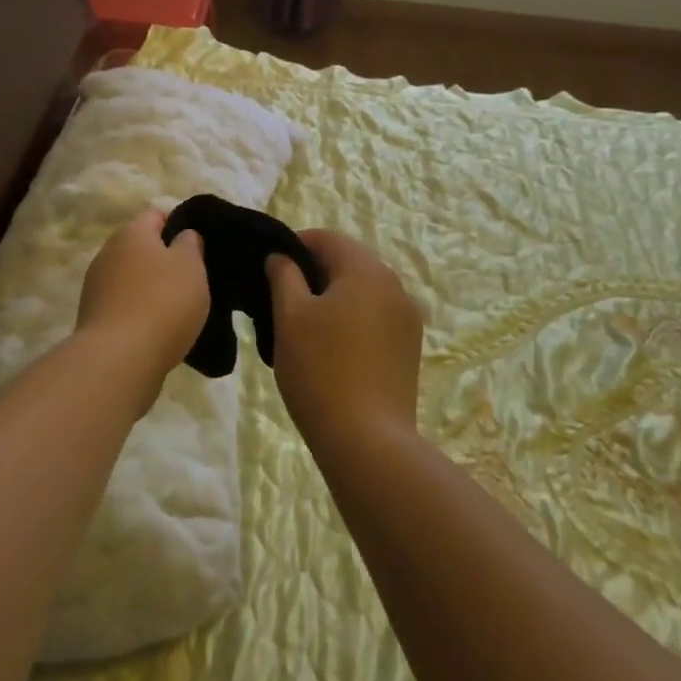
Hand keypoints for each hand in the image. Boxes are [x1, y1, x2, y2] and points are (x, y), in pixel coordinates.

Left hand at [75, 210, 208, 386]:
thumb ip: (190, 243)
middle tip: (193, 276)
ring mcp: (96, 286)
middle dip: (165, 258)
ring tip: (178, 307)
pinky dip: (140, 310)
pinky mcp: (94, 317)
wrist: (119, 360)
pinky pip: (124, 304)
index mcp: (131, 233)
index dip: (179, 223)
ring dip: (152, 286)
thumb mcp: (190, 266)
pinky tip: (158, 328)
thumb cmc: (162, 302)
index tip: (199, 244)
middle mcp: (108, 253)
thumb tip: (182, 236)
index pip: (156, 214)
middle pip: (141, 246)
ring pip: (132, 277)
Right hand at [267, 230, 424, 457]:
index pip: (327, 238)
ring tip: (303, 326)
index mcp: (366, 269)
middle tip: (281, 299)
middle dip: (314, 273)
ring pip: (362, 291)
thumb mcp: (290, 317)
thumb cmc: (321, 370)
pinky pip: (375, 317)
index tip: (270, 269)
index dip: (294, 246)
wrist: (368, 442)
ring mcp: (407, 318)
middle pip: (348, 262)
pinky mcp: (410, 348)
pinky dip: (352, 320)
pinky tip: (331, 348)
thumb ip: (283, 276)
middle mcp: (395, 285)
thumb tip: (281, 257)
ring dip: (333, 297)